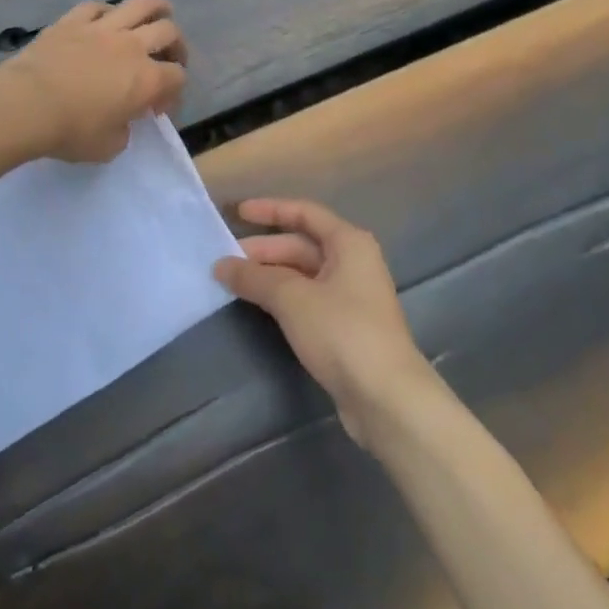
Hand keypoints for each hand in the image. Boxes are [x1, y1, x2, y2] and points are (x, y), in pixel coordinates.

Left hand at [0, 0, 187, 163]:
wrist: (26, 105)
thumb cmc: (71, 131)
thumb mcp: (108, 147)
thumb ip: (124, 131)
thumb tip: (121, 120)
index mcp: (147, 80)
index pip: (177, 77)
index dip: (174, 92)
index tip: (157, 108)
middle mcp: (132, 47)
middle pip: (169, 32)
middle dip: (177, 46)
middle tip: (169, 58)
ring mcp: (102, 28)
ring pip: (140, 5)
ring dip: (156, 8)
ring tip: (160, 13)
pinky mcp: (73, 20)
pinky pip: (98, 6)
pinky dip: (108, 11)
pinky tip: (107, 19)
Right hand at [214, 198, 431, 446]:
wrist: (387, 398)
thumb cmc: (342, 332)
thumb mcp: (292, 299)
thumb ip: (255, 278)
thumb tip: (221, 265)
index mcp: (348, 243)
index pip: (304, 213)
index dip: (270, 210)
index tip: (237, 213)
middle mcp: (354, 262)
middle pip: (302, 245)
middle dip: (263, 250)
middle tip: (225, 261)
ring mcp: (352, 296)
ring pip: (303, 274)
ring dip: (269, 276)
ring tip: (234, 284)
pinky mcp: (347, 327)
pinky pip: (308, 299)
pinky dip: (282, 297)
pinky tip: (259, 307)